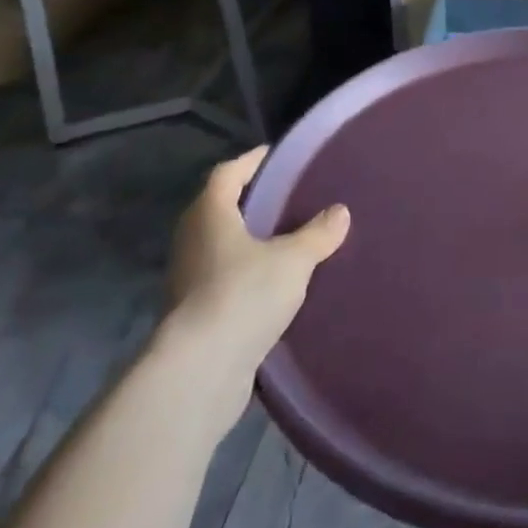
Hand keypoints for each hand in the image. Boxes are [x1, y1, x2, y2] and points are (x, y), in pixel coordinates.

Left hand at [161, 147, 349, 428]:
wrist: (200, 371)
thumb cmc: (244, 295)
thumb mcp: (294, 259)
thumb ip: (318, 233)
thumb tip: (339, 212)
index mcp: (209, 215)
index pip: (227, 173)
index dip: (251, 161)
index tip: (276, 155)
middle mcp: (192, 241)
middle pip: (219, 208)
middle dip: (251, 201)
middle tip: (288, 196)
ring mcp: (187, 279)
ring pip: (220, 245)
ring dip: (247, 240)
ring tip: (287, 238)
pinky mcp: (193, 313)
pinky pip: (223, 278)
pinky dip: (245, 272)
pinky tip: (274, 282)